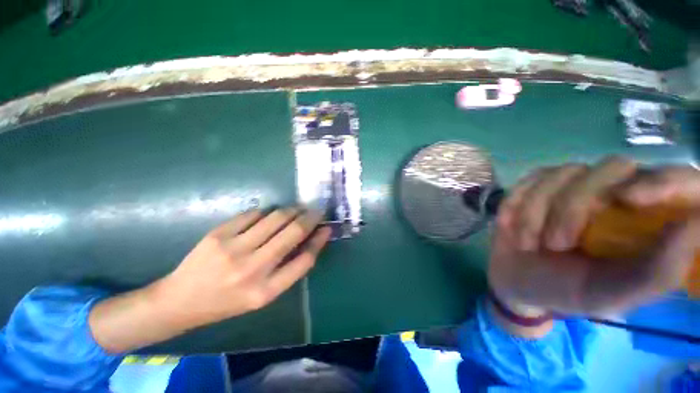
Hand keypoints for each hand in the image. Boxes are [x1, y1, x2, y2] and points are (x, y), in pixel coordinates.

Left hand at [156, 208, 330, 327]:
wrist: (180, 301)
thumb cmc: (227, 302)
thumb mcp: (262, 295)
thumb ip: (288, 269)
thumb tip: (309, 240)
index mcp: (266, 291)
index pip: (304, 260)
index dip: (319, 241)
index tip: (326, 228)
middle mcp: (252, 269)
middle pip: (293, 233)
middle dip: (310, 217)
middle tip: (316, 211)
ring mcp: (233, 249)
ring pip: (276, 217)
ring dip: (292, 210)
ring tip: (297, 209)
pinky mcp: (218, 234)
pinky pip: (254, 214)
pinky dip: (267, 212)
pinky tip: (268, 216)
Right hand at [488, 157, 699, 314]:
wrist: (517, 280)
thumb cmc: (566, 291)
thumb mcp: (612, 295)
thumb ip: (657, 271)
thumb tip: (696, 224)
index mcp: (648, 221)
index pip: (679, 179)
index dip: (665, 180)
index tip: (631, 200)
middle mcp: (617, 193)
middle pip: (613, 167)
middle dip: (575, 207)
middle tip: (555, 244)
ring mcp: (573, 185)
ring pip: (562, 173)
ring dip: (537, 212)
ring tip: (528, 243)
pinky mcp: (537, 185)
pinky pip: (528, 180)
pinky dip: (516, 204)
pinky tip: (511, 226)